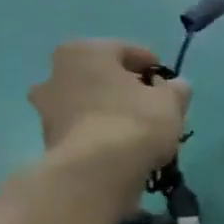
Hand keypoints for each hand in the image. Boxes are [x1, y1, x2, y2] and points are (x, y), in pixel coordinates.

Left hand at [27, 40, 189, 170]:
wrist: (96, 172)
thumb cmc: (134, 122)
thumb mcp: (170, 101)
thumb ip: (176, 89)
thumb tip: (175, 87)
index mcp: (85, 51)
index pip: (127, 51)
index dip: (153, 67)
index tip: (169, 84)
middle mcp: (57, 72)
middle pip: (103, 76)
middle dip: (126, 88)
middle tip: (152, 105)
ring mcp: (47, 107)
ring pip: (89, 101)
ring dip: (110, 110)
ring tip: (138, 130)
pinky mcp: (47, 138)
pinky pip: (82, 127)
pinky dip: (99, 132)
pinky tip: (120, 146)